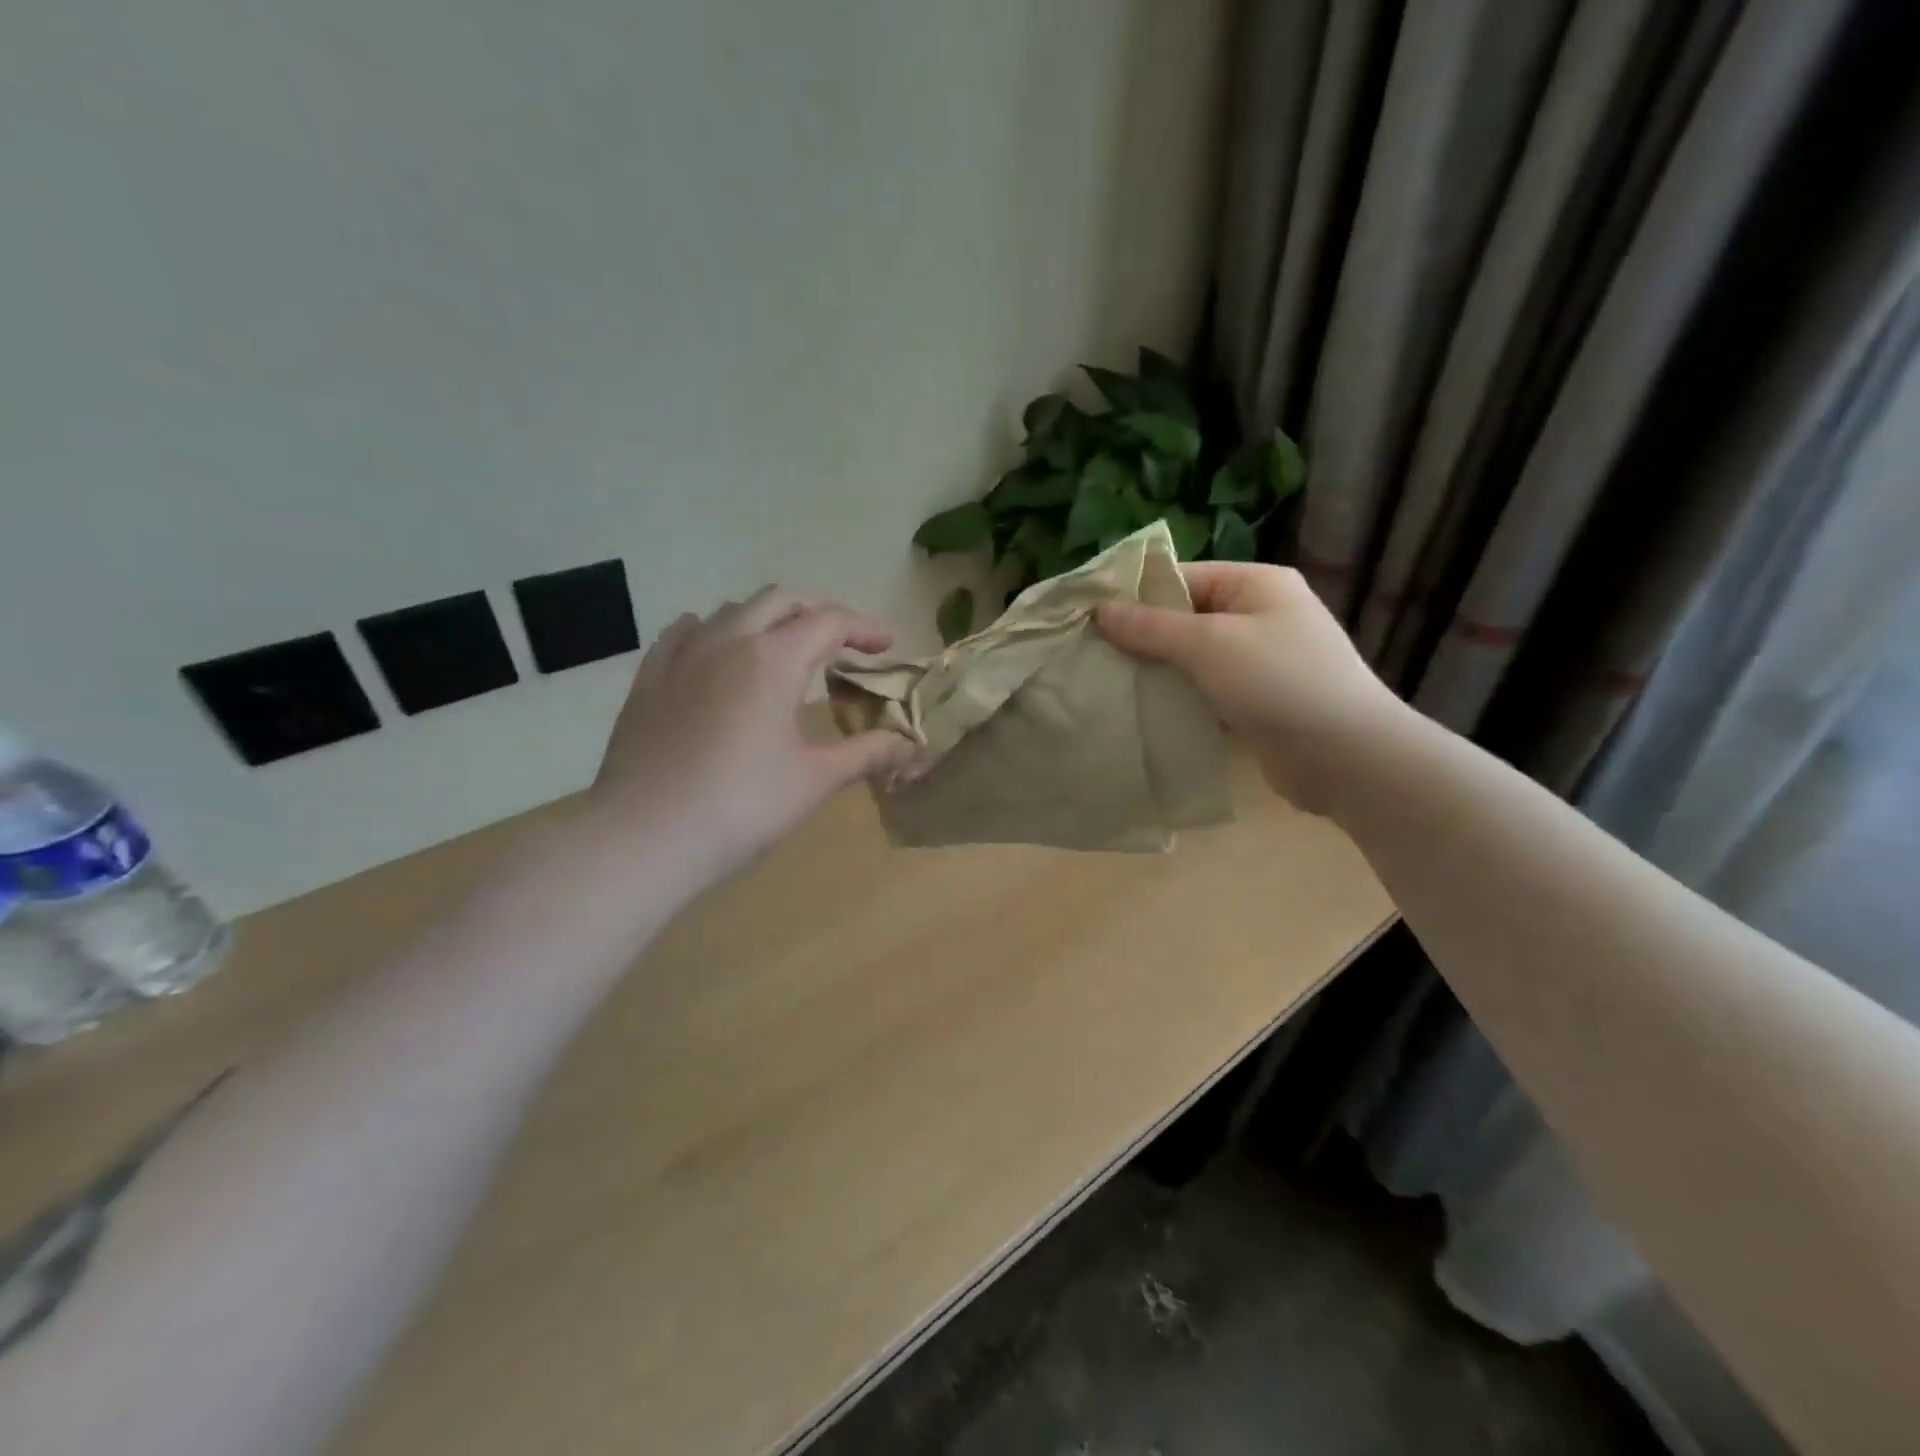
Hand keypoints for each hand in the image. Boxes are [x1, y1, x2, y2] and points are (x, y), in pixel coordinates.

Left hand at [588, 588, 914, 892]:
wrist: (643, 839)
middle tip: (843, 639)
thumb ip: (867, 754)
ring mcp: (681, 658)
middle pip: (780, 601)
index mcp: (773, 659)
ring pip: (731, 611)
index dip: (864, 628)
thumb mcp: (814, 781)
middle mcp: (727, 642)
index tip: (887, 646)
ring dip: (768, 617)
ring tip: (785, 646)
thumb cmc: (741, 807)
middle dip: (818, 610)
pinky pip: (682, 634)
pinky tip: (713, 647)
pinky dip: (711, 630)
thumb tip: (912, 745)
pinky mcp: (648, 682)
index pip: (829, 622)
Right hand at [1097, 562, 1406, 813]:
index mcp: (1256, 584)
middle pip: (1186, 618)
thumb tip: (1101, 610)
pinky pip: (1206, 691)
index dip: (1136, 595)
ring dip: (1158, 672)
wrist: (1348, 757)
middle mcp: (1260, 615)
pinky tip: (1143, 712)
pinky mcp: (1256, 702)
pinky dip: (1179, 699)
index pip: (1183, 577)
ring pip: (1193, 659)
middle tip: (1091, 655)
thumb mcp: (1210, 645)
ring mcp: (1260, 661)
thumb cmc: (1279, 682)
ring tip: (1108, 684)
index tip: (1088, 618)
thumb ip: (1153, 627)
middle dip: (1142, 638)